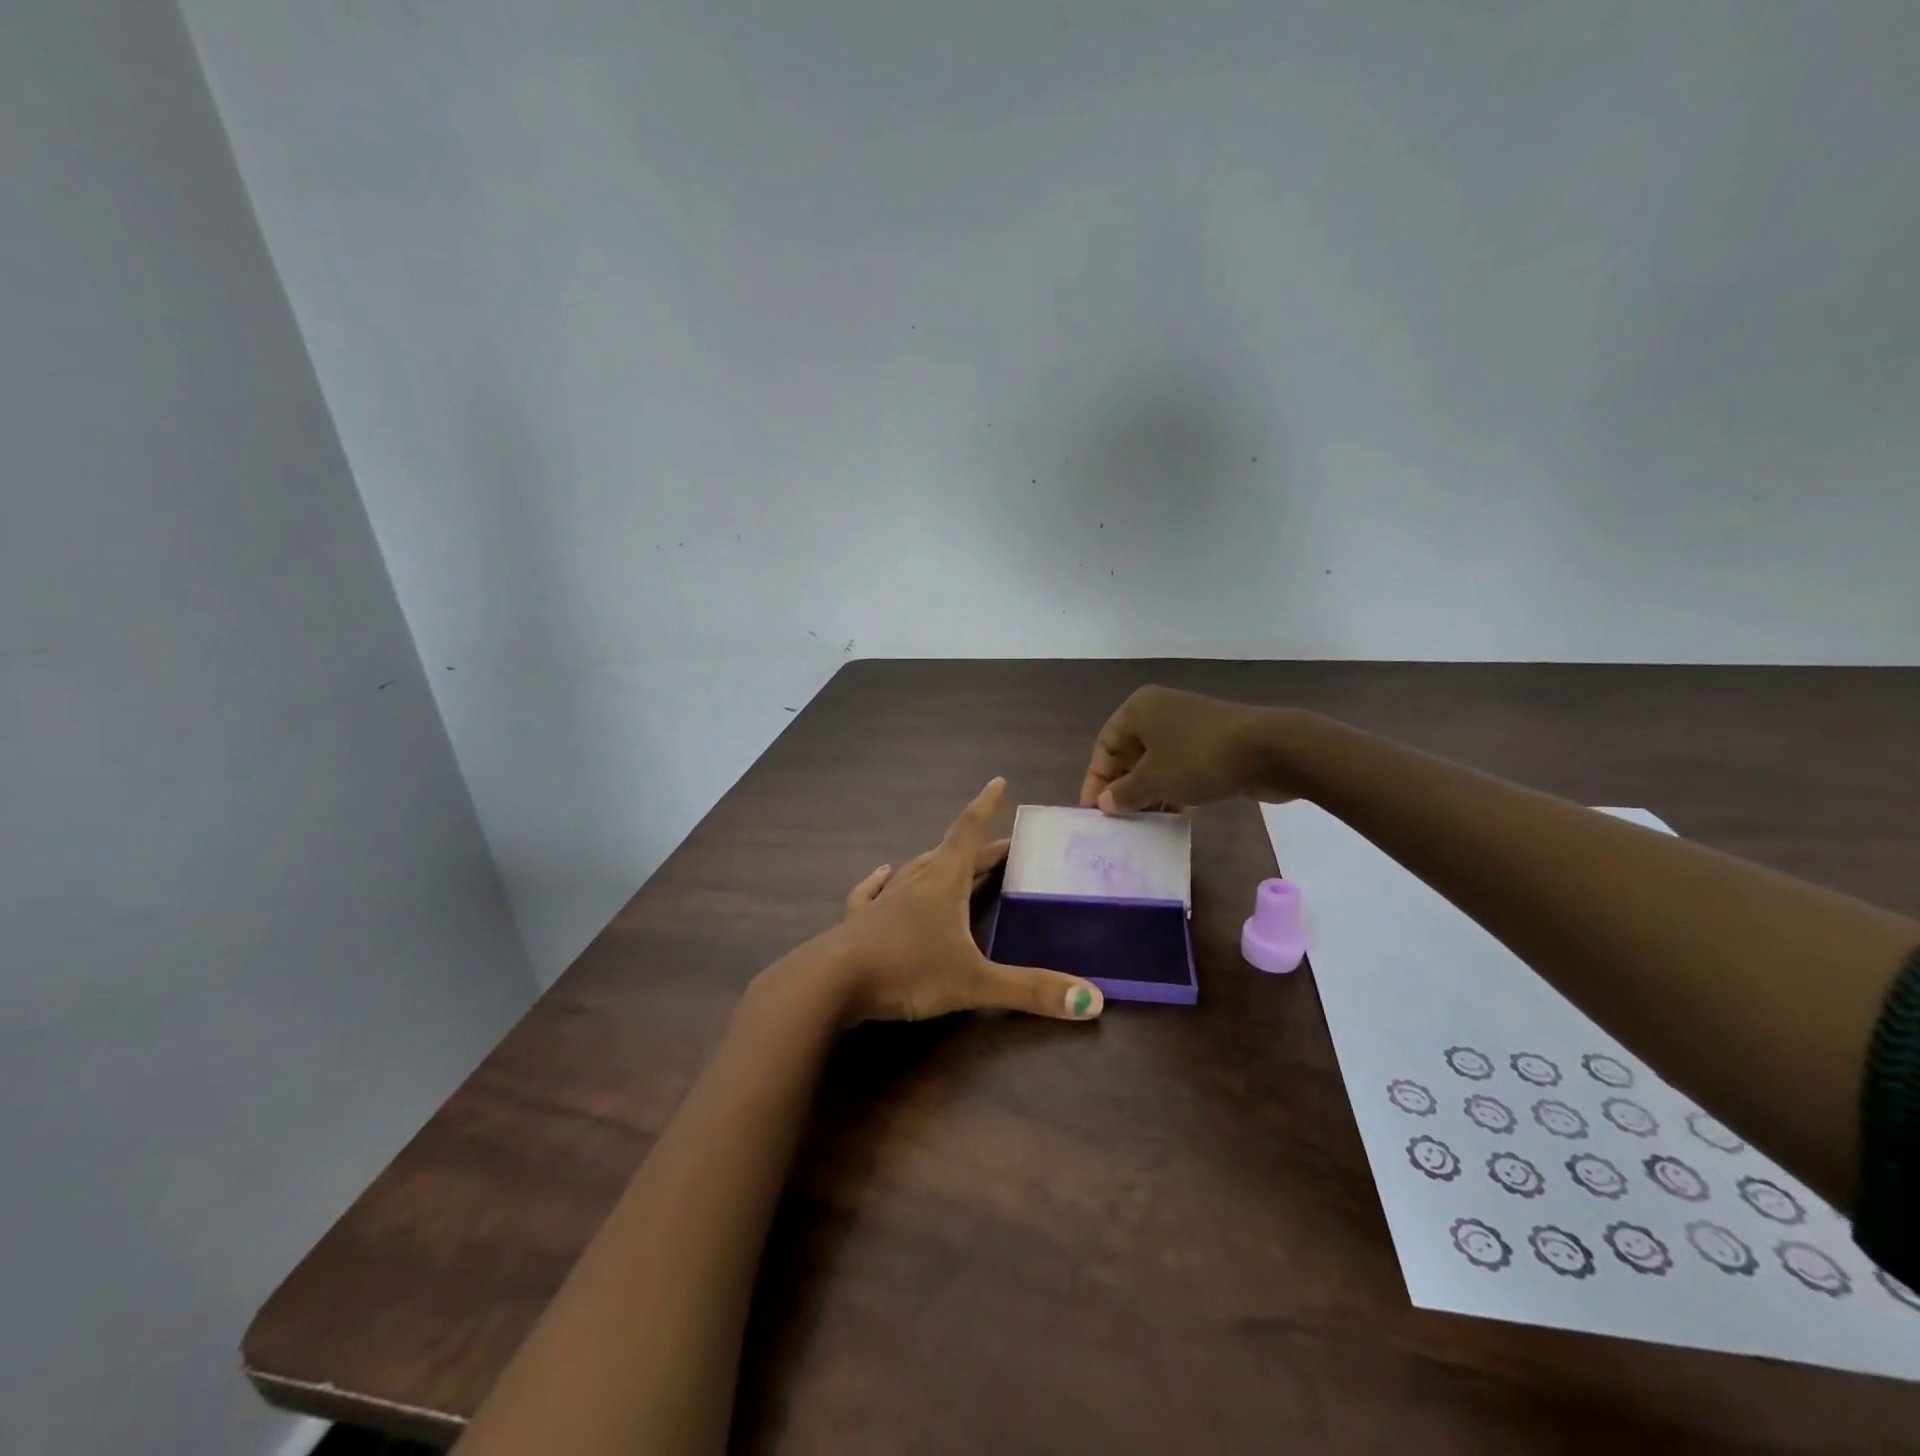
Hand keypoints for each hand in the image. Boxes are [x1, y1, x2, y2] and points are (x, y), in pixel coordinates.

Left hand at [816, 778, 1104, 1024]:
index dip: (986, 808)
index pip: (968, 834)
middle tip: (1001, 847)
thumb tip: (1094, 1003)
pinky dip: (882, 881)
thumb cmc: (906, 971)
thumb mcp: (974, 983)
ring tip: (948, 859)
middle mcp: (914, 884)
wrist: (830, 984)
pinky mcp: (859, 922)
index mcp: (943, 884)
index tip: (998, 782)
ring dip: (937, 863)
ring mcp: (883, 901)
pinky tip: (881, 874)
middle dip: (977, 849)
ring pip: (915, 871)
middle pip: (949, 855)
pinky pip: (872, 892)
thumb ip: (1032, 992)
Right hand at [1079, 685, 1282, 814]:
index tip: (1092, 812)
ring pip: (1156, 763)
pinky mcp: (1211, 742)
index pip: (1104, 746)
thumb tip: (1104, 803)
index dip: (1095, 780)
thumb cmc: (1198, 758)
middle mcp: (1160, 711)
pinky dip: (1172, 788)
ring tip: (1143, 824)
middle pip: (1129, 754)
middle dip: (1123, 788)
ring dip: (1148, 792)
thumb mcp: (1154, 780)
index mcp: (1138, 710)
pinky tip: (1174, 814)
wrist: (1270, 750)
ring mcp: (1188, 726)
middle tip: (1118, 821)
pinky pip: (1180, 767)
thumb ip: (1124, 794)